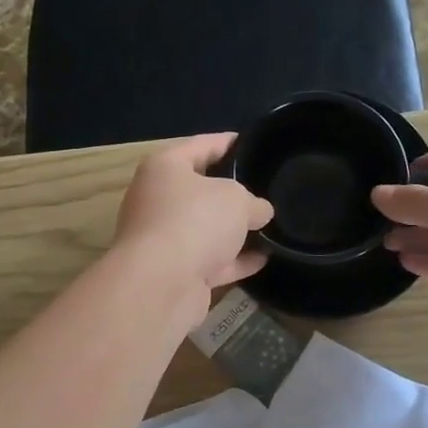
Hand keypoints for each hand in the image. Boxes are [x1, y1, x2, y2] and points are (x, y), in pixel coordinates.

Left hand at [113, 134, 274, 308]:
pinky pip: (211, 260)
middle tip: (266, 189)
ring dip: (234, 230)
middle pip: (201, 190)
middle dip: (233, 192)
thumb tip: (259, 212)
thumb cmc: (195, 221)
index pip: (201, 145)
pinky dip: (235, 260)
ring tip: (270, 225)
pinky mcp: (174, 273)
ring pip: (206, 229)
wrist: (161, 284)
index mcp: (165, 168)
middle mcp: (158, 200)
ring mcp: (164, 239)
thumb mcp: (237, 199)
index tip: (253, 143)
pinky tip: (264, 258)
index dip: (229, 143)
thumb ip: (253, 202)